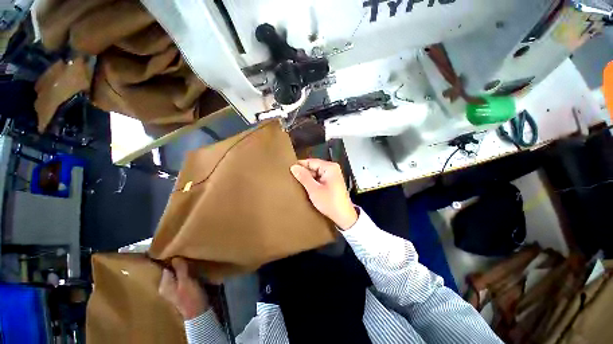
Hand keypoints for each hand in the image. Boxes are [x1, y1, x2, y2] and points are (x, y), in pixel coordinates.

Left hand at [158, 258, 208, 319]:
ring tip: (191, 259)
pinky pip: (180, 278)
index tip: (181, 250)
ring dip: (182, 268)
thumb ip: (180, 270)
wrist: (198, 313)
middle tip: (188, 253)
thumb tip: (175, 256)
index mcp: (164, 284)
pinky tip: (192, 269)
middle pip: (170, 270)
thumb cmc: (191, 296)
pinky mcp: (180, 291)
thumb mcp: (186, 282)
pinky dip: (185, 273)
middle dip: (177, 263)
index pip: (165, 267)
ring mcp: (172, 290)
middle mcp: (165, 287)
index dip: (172, 258)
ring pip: (176, 274)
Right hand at [290, 159, 357, 229]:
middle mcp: (332, 169)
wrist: (343, 217)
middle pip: (314, 167)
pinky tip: (306, 188)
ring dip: (308, 179)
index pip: (311, 161)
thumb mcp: (314, 190)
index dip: (300, 166)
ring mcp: (333, 175)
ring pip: (316, 173)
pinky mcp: (332, 182)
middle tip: (291, 179)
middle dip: (304, 173)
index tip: (288, 171)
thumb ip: (303, 177)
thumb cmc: (329, 202)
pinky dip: (313, 183)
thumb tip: (293, 167)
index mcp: (330, 167)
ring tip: (297, 184)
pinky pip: (319, 179)